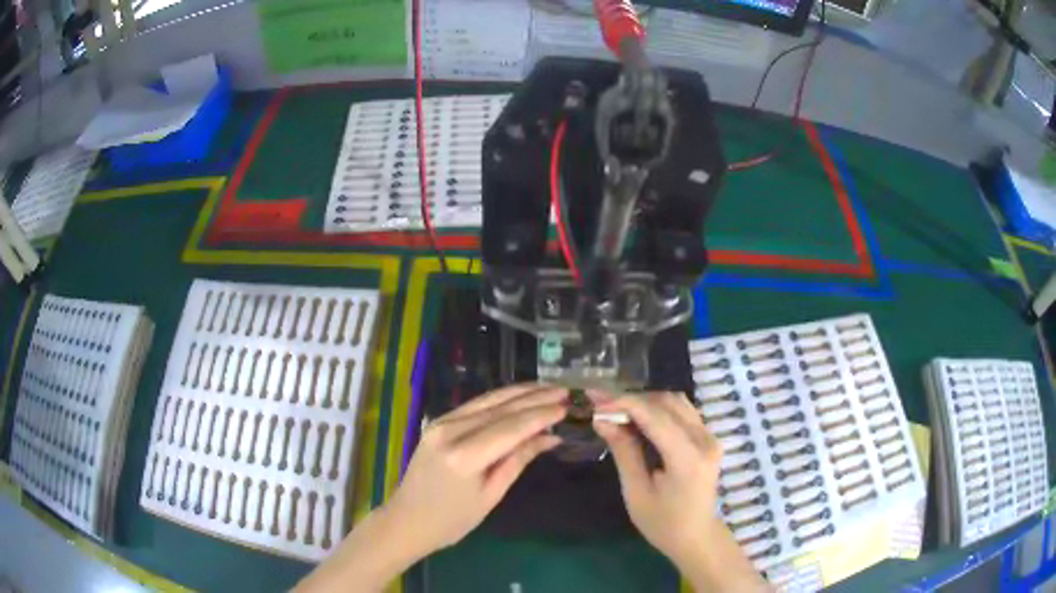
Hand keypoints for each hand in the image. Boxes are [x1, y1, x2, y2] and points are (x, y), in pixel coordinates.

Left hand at [386, 383, 564, 551]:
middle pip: (500, 408)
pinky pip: (475, 406)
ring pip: (487, 401)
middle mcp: (450, 431)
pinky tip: (519, 397)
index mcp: (464, 456)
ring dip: (519, 393)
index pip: (511, 427)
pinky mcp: (438, 422)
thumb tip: (549, 437)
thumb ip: (517, 460)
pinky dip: (500, 400)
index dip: (541, 415)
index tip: (567, 406)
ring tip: (548, 388)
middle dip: (535, 398)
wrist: (406, 520)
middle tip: (565, 392)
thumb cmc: (452, 520)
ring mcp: (441, 422)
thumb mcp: (490, 495)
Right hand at [590, 391, 767, 591]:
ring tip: (618, 412)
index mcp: (687, 458)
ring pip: (676, 402)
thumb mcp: (636, 492)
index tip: (595, 401)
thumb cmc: (662, 523)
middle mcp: (704, 440)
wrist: (696, 536)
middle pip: (667, 402)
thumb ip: (623, 451)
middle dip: (633, 399)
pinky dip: (659, 409)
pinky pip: (683, 411)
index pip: (655, 416)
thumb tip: (602, 419)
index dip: (624, 403)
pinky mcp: (708, 438)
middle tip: (602, 406)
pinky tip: (639, 420)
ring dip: (646, 402)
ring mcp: (710, 436)